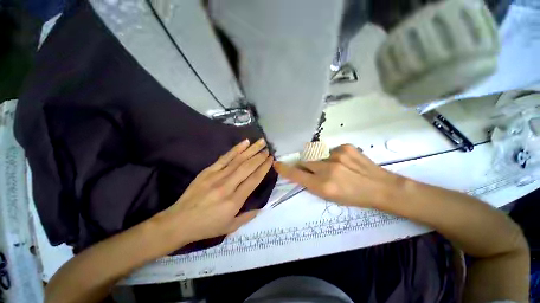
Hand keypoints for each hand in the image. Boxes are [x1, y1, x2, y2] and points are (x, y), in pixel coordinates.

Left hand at [157, 138, 272, 245]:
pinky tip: (244, 143)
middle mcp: (227, 186)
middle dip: (259, 157)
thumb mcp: (230, 227)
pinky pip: (224, 158)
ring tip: (261, 142)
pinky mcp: (208, 171)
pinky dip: (235, 149)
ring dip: (251, 150)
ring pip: (238, 160)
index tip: (271, 159)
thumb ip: (247, 217)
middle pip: (247, 167)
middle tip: (268, 149)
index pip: (254, 180)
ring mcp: (216, 177)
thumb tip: (261, 208)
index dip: (264, 168)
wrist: (178, 222)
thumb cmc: (206, 226)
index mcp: (234, 201)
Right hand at [273, 144, 404, 207]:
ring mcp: (336, 155)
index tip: (277, 164)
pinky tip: (343, 162)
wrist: (381, 187)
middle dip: (304, 164)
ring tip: (333, 167)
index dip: (285, 169)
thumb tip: (301, 172)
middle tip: (314, 169)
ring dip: (319, 160)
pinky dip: (331, 156)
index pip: (296, 175)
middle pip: (304, 160)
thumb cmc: (353, 197)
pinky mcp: (345, 147)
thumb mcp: (329, 196)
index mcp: (323, 186)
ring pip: (316, 155)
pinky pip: (329, 150)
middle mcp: (327, 169)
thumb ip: (312, 183)